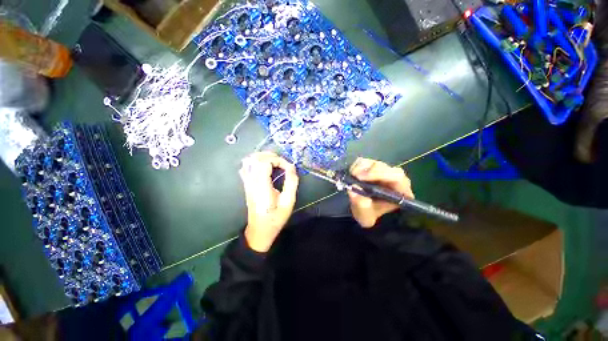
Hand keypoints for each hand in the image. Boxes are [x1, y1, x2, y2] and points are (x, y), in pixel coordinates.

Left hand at [240, 152, 298, 251]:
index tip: (288, 167)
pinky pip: (246, 167)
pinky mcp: (246, 184)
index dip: (278, 160)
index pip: (265, 162)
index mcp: (262, 186)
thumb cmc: (275, 218)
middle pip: (256, 158)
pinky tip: (264, 166)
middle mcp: (251, 182)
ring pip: (249, 161)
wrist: (260, 230)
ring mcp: (247, 183)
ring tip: (274, 161)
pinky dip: (255, 162)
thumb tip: (292, 167)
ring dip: (262, 157)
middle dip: (271, 156)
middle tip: (282, 162)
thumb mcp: (288, 202)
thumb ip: (291, 182)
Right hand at [348, 158, 413, 227]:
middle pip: (383, 167)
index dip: (378, 174)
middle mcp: (394, 177)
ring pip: (373, 163)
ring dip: (359, 168)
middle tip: (353, 175)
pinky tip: (352, 174)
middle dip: (367, 170)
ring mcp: (383, 170)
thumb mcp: (365, 216)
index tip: (360, 178)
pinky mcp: (372, 166)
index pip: (396, 177)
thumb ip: (361, 205)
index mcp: (400, 191)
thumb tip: (353, 189)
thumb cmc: (370, 214)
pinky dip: (355, 166)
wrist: (365, 210)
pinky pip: (364, 161)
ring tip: (351, 177)